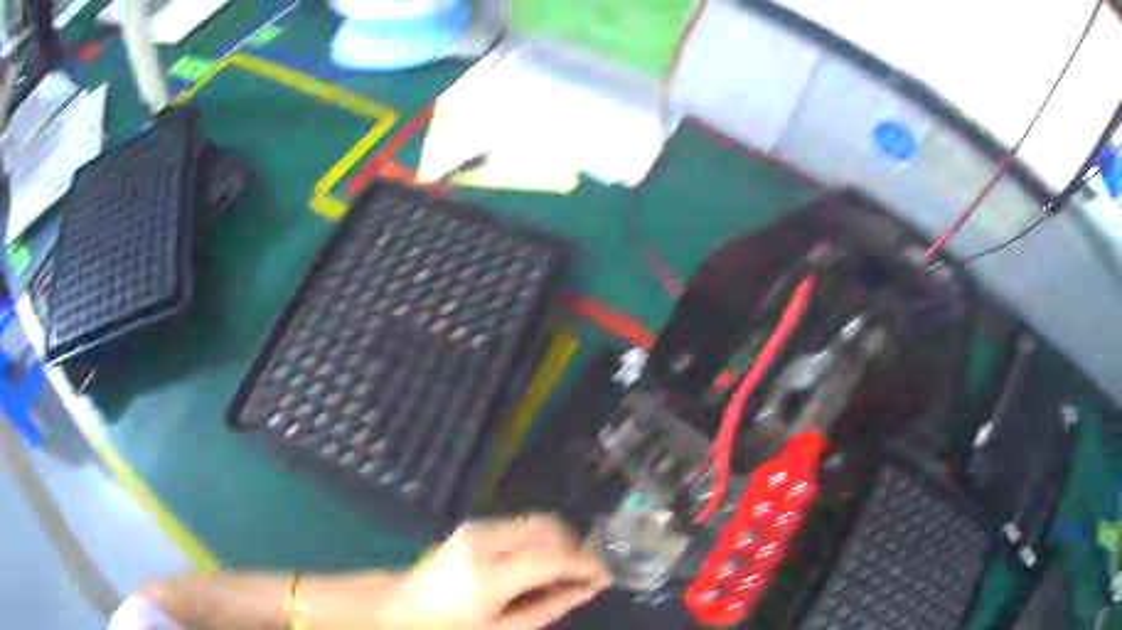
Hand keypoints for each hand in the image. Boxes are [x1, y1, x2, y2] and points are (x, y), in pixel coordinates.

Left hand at [379, 514, 610, 629]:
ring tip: (565, 572)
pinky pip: (520, 526)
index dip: (585, 564)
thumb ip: (549, 606)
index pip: (552, 557)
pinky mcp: (472, 527)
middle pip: (548, 527)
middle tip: (586, 574)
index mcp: (488, 575)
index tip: (606, 576)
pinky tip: (540, 565)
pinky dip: (540, 540)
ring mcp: (475, 529)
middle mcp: (483, 541)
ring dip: (559, 542)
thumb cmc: (451, 628)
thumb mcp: (503, 629)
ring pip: (536, 522)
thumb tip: (588, 587)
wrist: (400, 610)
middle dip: (575, 547)